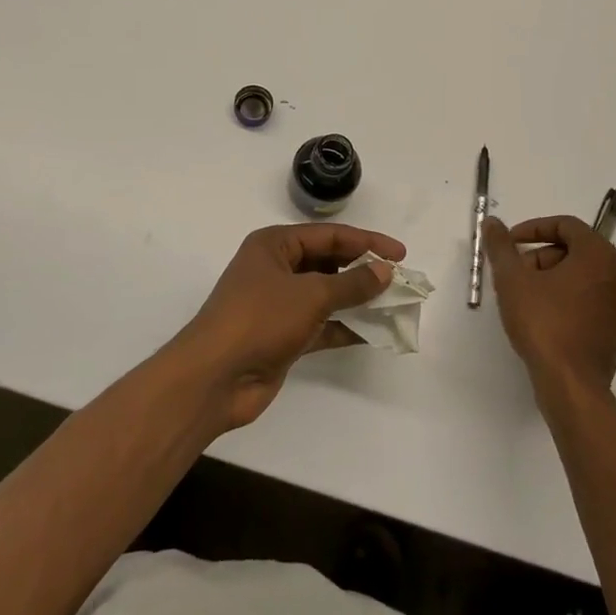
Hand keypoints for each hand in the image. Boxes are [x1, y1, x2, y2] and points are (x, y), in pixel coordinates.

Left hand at [175, 223, 405, 430]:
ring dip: (357, 300)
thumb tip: (384, 271)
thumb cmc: (260, 319)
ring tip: (393, 304)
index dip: (367, 242)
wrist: (214, 378)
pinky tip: (373, 333)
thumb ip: (352, 283)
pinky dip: (345, 327)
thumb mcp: (311, 294)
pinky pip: (321, 325)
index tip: (401, 254)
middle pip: (328, 262)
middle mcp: (275, 269)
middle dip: (362, 270)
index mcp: (274, 245)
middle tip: (399, 279)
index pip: (330, 235)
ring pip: (326, 295)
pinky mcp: (282, 336)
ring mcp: (277, 304)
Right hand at [482, 215, 615, 399]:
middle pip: (575, 249)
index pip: (566, 225)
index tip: (510, 243)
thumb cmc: (544, 324)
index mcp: (599, 255)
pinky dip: (567, 296)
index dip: (533, 229)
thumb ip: (501, 246)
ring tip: (525, 297)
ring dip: (552, 277)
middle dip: (541, 256)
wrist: (572, 385)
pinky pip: (591, 297)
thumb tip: (491, 223)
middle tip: (515, 274)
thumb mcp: (512, 280)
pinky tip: (543, 316)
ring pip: (583, 274)